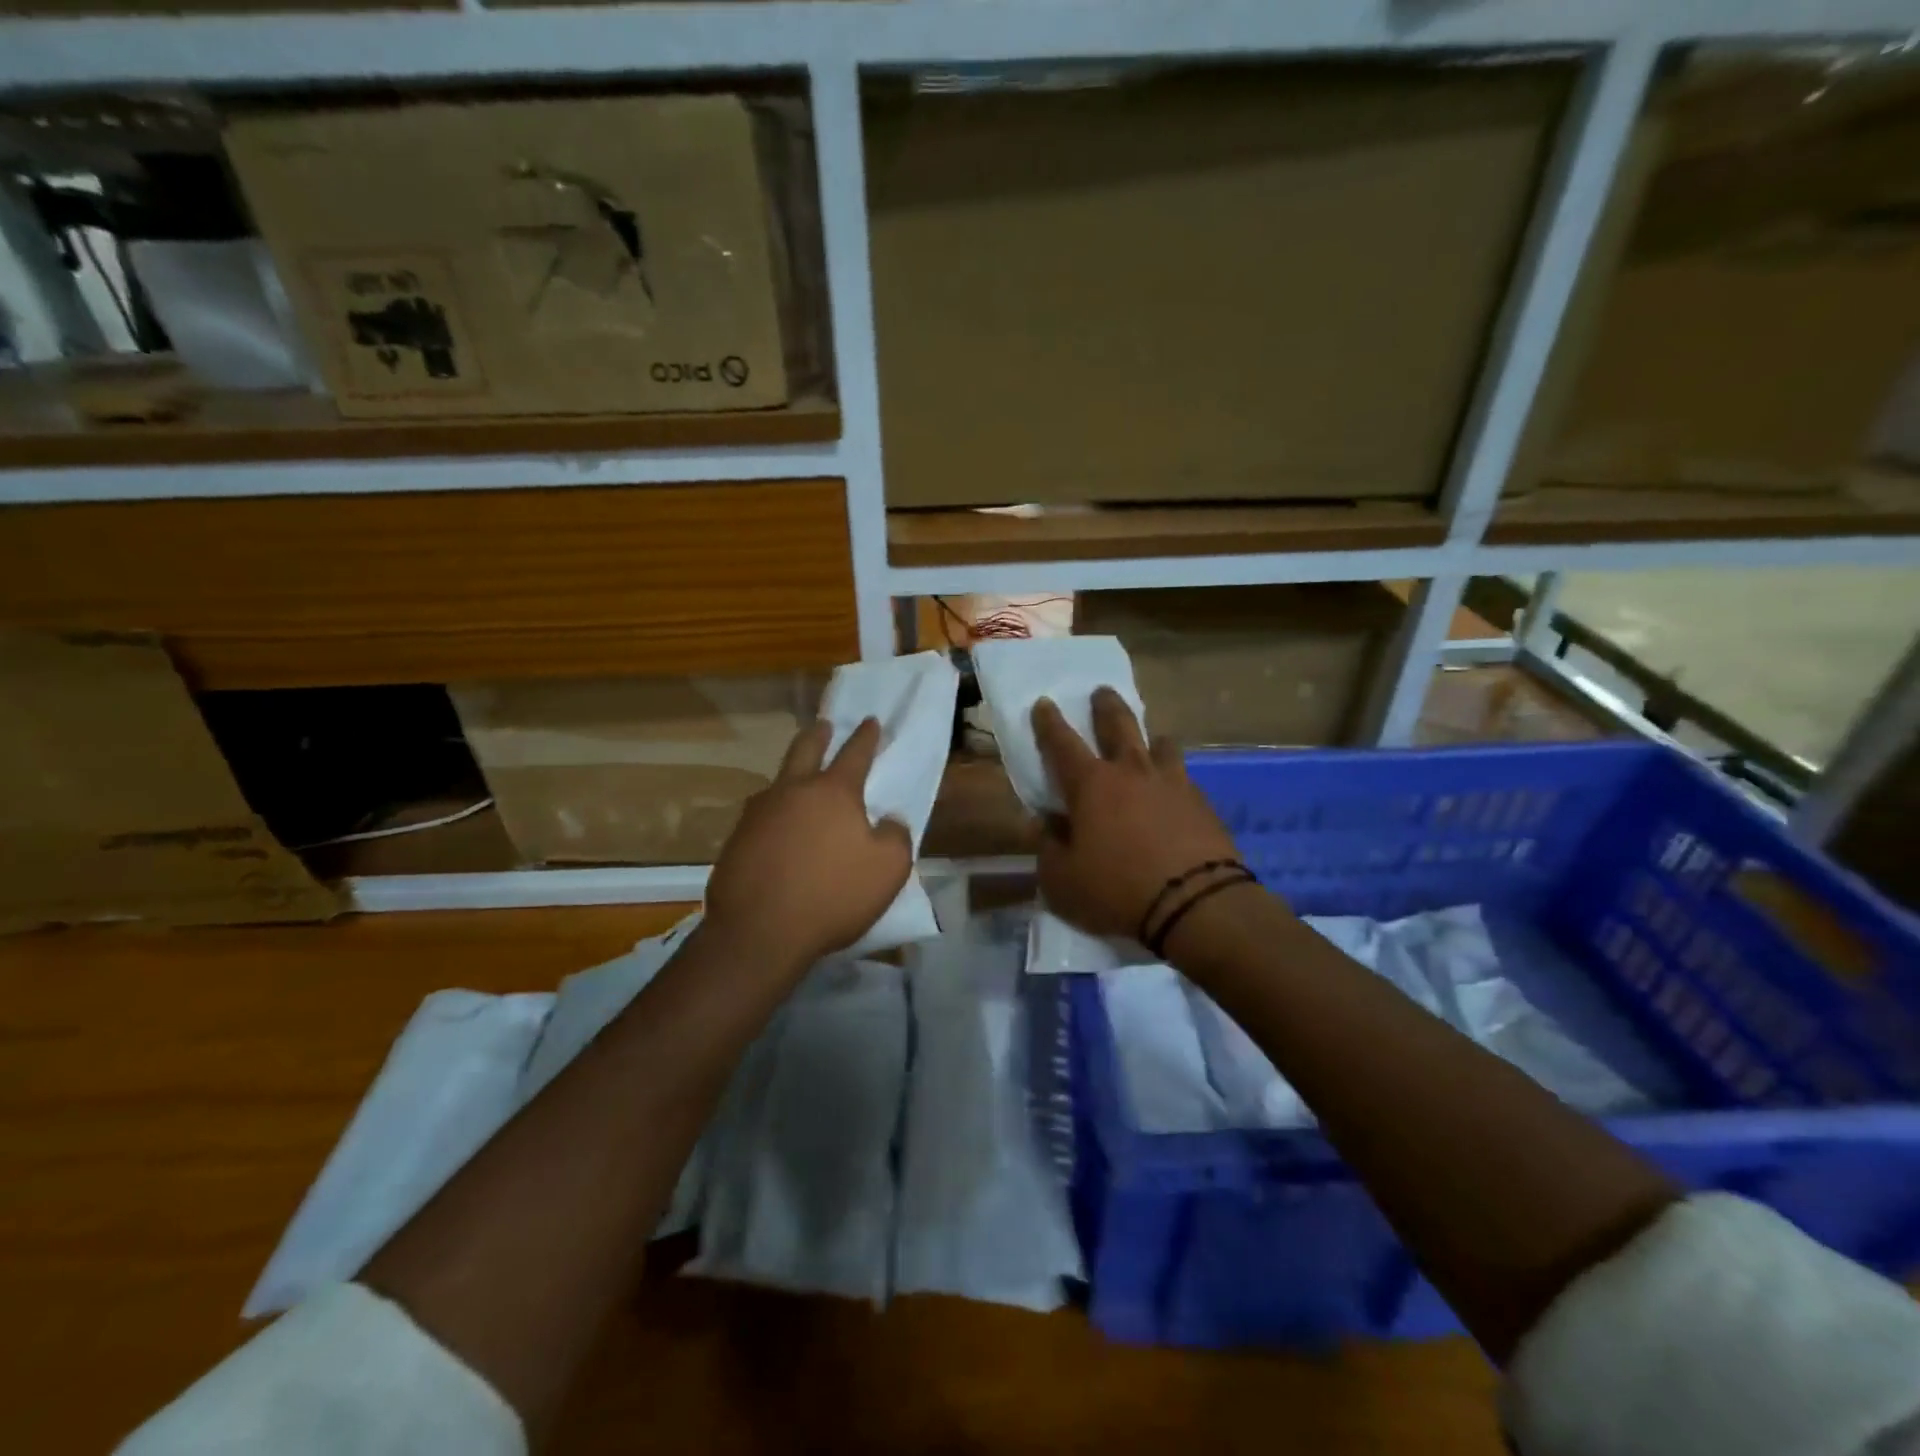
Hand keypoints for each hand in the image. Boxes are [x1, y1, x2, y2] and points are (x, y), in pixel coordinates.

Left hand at [705, 717, 912, 974]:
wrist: (759, 931)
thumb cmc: (832, 895)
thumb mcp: (888, 869)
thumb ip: (895, 837)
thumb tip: (888, 820)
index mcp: (833, 792)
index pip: (854, 753)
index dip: (865, 736)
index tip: (870, 721)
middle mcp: (792, 791)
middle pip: (805, 750)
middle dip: (818, 736)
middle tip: (824, 726)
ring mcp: (758, 814)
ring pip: (777, 782)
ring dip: (791, 774)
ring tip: (798, 781)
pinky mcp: (736, 840)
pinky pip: (760, 816)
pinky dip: (774, 813)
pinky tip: (776, 828)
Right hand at [1032, 689, 1241, 941]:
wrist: (1195, 905)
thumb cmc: (1116, 890)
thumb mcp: (1062, 881)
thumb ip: (1048, 848)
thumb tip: (1044, 825)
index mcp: (1091, 785)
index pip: (1062, 743)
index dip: (1049, 722)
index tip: (1044, 702)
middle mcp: (1132, 772)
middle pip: (1119, 725)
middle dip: (1106, 705)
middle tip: (1102, 691)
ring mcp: (1172, 783)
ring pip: (1161, 744)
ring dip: (1151, 738)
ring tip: (1152, 740)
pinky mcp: (1202, 803)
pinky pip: (1183, 777)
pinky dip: (1174, 777)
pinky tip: (1175, 791)